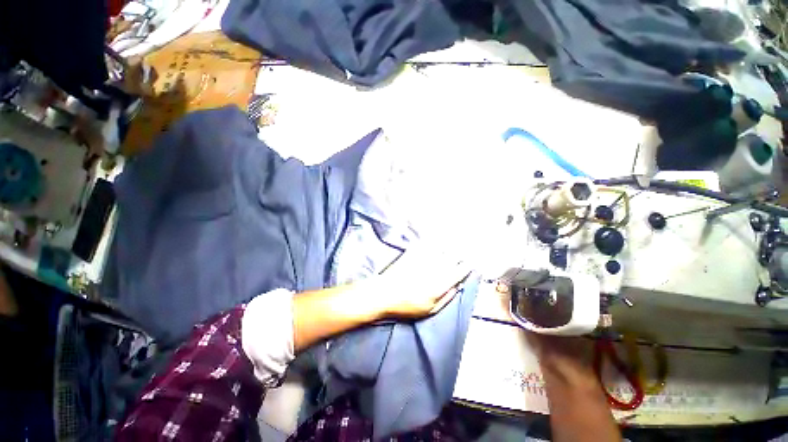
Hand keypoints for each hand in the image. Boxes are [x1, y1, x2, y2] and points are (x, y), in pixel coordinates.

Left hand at [374, 246, 470, 318]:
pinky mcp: (413, 252)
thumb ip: (447, 298)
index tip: (473, 262)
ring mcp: (423, 259)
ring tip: (458, 240)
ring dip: (451, 244)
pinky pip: (428, 243)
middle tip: (468, 249)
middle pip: (453, 257)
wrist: (384, 294)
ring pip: (442, 247)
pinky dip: (435, 240)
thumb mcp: (430, 310)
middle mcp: (434, 268)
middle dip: (462, 252)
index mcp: (440, 284)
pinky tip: (439, 237)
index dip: (468, 266)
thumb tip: (458, 285)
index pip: (459, 272)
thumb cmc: (407, 306)